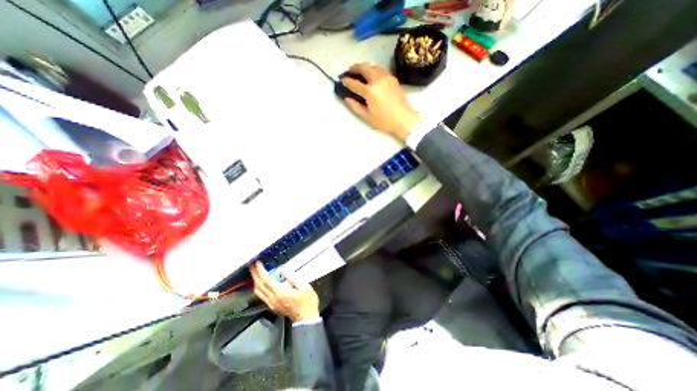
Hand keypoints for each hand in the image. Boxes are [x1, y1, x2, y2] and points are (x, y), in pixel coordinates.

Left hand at [250, 261, 318, 321]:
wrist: (306, 319)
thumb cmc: (307, 301)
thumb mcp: (305, 286)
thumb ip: (293, 277)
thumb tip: (283, 269)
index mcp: (280, 293)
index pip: (266, 280)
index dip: (260, 271)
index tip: (257, 262)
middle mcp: (273, 299)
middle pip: (259, 285)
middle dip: (255, 274)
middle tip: (252, 265)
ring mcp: (271, 304)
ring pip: (258, 292)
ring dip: (255, 281)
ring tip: (255, 272)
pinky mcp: (272, 307)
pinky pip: (261, 296)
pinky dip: (258, 287)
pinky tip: (260, 283)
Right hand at [343, 63, 420, 141]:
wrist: (404, 119)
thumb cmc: (384, 121)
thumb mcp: (367, 117)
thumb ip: (355, 107)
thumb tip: (347, 98)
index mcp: (370, 91)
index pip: (355, 83)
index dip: (347, 81)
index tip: (342, 81)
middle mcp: (378, 80)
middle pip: (364, 68)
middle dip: (355, 68)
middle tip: (350, 71)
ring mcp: (387, 77)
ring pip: (373, 66)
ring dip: (365, 67)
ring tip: (360, 72)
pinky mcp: (393, 78)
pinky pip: (381, 69)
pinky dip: (374, 69)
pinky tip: (372, 75)